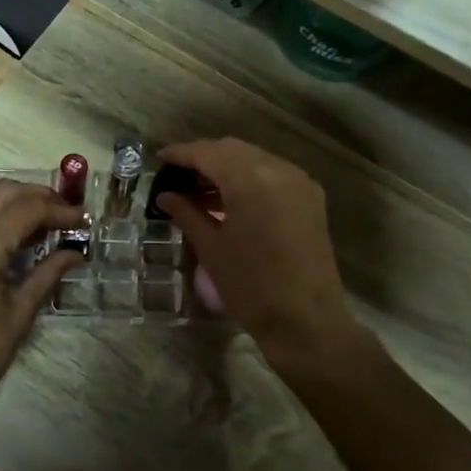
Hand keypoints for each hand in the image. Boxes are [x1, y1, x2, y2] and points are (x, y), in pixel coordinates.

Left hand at [0, 181, 83, 434]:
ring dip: (17, 204)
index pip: (26, 209)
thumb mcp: (19, 314)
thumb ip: (47, 273)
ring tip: (47, 224)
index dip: (59, 210)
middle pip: (2, 192)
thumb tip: (75, 252)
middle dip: (39, 196)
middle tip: (67, 214)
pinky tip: (17, 239)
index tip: (84, 220)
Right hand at [154, 139, 359, 371]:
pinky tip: (230, 198)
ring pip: (254, 158)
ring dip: (226, 166)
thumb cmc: (250, 286)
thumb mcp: (211, 248)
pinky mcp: (310, 198)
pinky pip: (273, 173)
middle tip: (178, 175)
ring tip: (200, 189)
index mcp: (250, 179)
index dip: (181, 154)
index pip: (208, 153)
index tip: (160, 158)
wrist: (306, 320)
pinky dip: (248, 177)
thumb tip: (166, 196)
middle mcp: (278, 169)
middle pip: (232, 149)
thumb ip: (187, 213)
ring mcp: (299, 182)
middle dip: (203, 157)